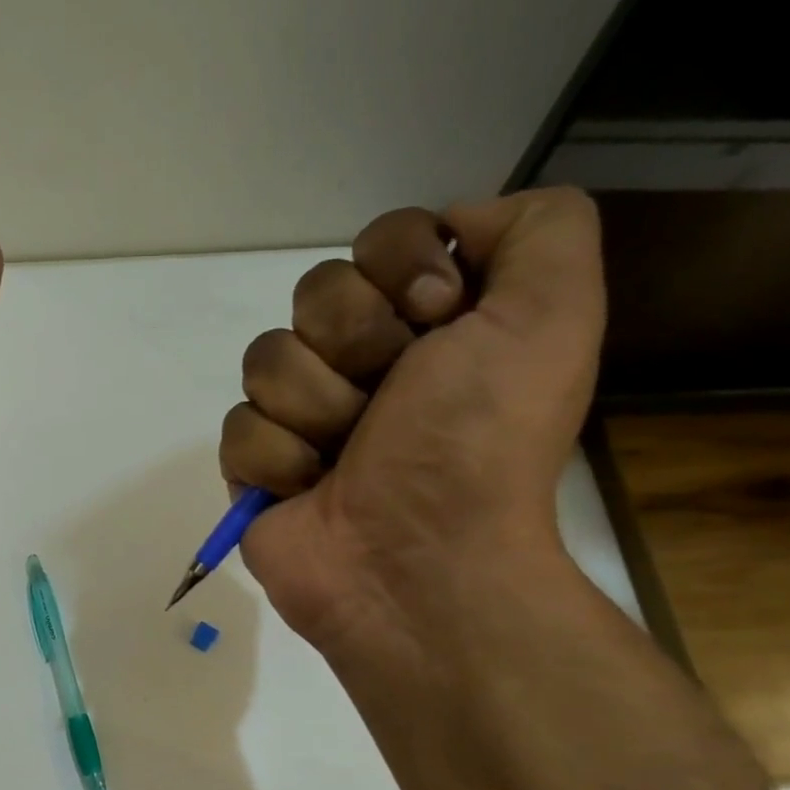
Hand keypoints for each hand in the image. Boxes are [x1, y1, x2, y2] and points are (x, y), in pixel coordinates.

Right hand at [219, 187, 605, 657]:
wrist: (419, 562)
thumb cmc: (479, 442)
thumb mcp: (552, 314)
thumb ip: (538, 229)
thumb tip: (451, 227)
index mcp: (434, 323)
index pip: (380, 239)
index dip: (399, 268)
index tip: (436, 320)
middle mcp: (367, 361)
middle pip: (314, 292)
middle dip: (354, 345)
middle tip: (389, 401)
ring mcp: (305, 414)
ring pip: (266, 358)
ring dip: (317, 409)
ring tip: (348, 457)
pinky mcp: (257, 465)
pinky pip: (238, 426)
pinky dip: (277, 460)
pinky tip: (309, 489)